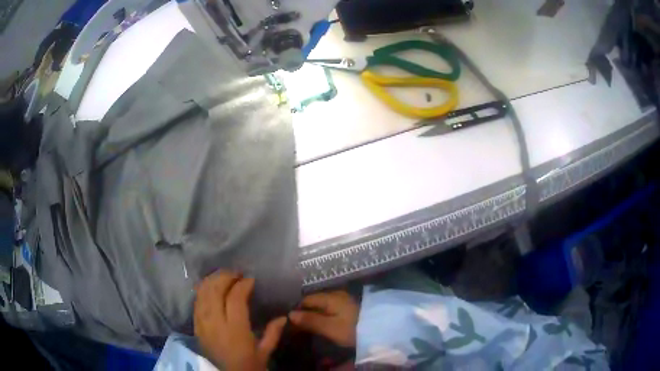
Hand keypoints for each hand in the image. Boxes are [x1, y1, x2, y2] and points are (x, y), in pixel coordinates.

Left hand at [194, 272, 286, 370]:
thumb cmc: (248, 365)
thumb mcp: (264, 352)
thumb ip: (273, 333)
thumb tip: (283, 317)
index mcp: (235, 330)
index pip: (235, 299)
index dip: (242, 285)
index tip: (251, 279)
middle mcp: (216, 323)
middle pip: (215, 290)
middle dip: (225, 277)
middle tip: (237, 274)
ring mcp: (203, 323)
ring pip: (203, 293)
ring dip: (213, 280)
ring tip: (224, 276)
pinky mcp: (196, 325)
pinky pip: (196, 301)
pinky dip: (203, 289)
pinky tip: (211, 286)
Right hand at [289, 291, 358, 347]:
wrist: (381, 328)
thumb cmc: (353, 328)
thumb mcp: (330, 327)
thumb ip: (310, 320)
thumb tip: (290, 314)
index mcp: (329, 297)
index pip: (305, 300)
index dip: (296, 310)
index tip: (290, 323)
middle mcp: (335, 294)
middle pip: (314, 301)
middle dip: (305, 313)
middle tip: (298, 327)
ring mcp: (344, 299)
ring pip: (322, 305)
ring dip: (315, 314)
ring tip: (309, 327)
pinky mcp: (350, 306)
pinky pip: (331, 308)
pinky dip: (324, 315)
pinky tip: (323, 323)